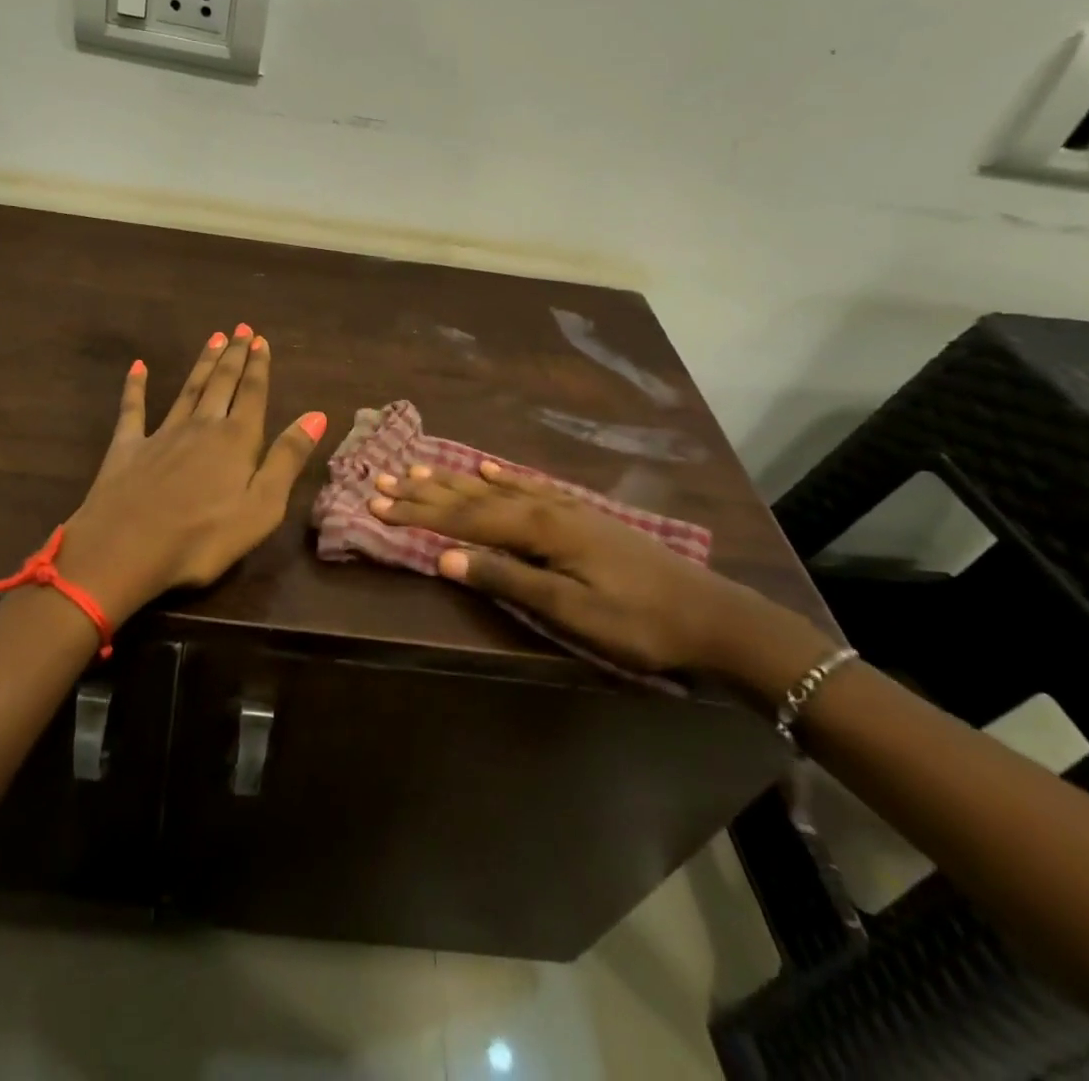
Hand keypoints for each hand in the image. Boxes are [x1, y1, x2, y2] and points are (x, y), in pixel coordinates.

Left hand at [54, 326, 327, 622]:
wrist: (125, 549)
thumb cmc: (203, 537)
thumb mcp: (262, 506)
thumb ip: (287, 458)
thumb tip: (317, 415)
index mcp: (236, 440)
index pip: (252, 394)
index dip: (259, 366)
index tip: (261, 340)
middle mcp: (201, 426)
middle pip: (221, 383)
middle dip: (234, 355)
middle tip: (241, 329)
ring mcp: (161, 434)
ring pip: (187, 389)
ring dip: (202, 364)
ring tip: (213, 339)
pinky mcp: (127, 447)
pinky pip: (133, 409)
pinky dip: (135, 386)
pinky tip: (138, 367)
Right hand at [368, 461, 830, 685]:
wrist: (712, 616)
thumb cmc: (638, 622)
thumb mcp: (570, 610)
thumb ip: (507, 578)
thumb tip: (446, 558)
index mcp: (538, 528)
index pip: (463, 518)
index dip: (418, 512)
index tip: (376, 503)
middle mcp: (544, 506)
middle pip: (472, 496)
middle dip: (425, 491)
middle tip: (382, 480)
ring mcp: (564, 506)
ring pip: (495, 486)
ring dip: (453, 479)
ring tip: (417, 468)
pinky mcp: (579, 513)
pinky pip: (527, 485)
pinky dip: (500, 476)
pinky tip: (486, 466)